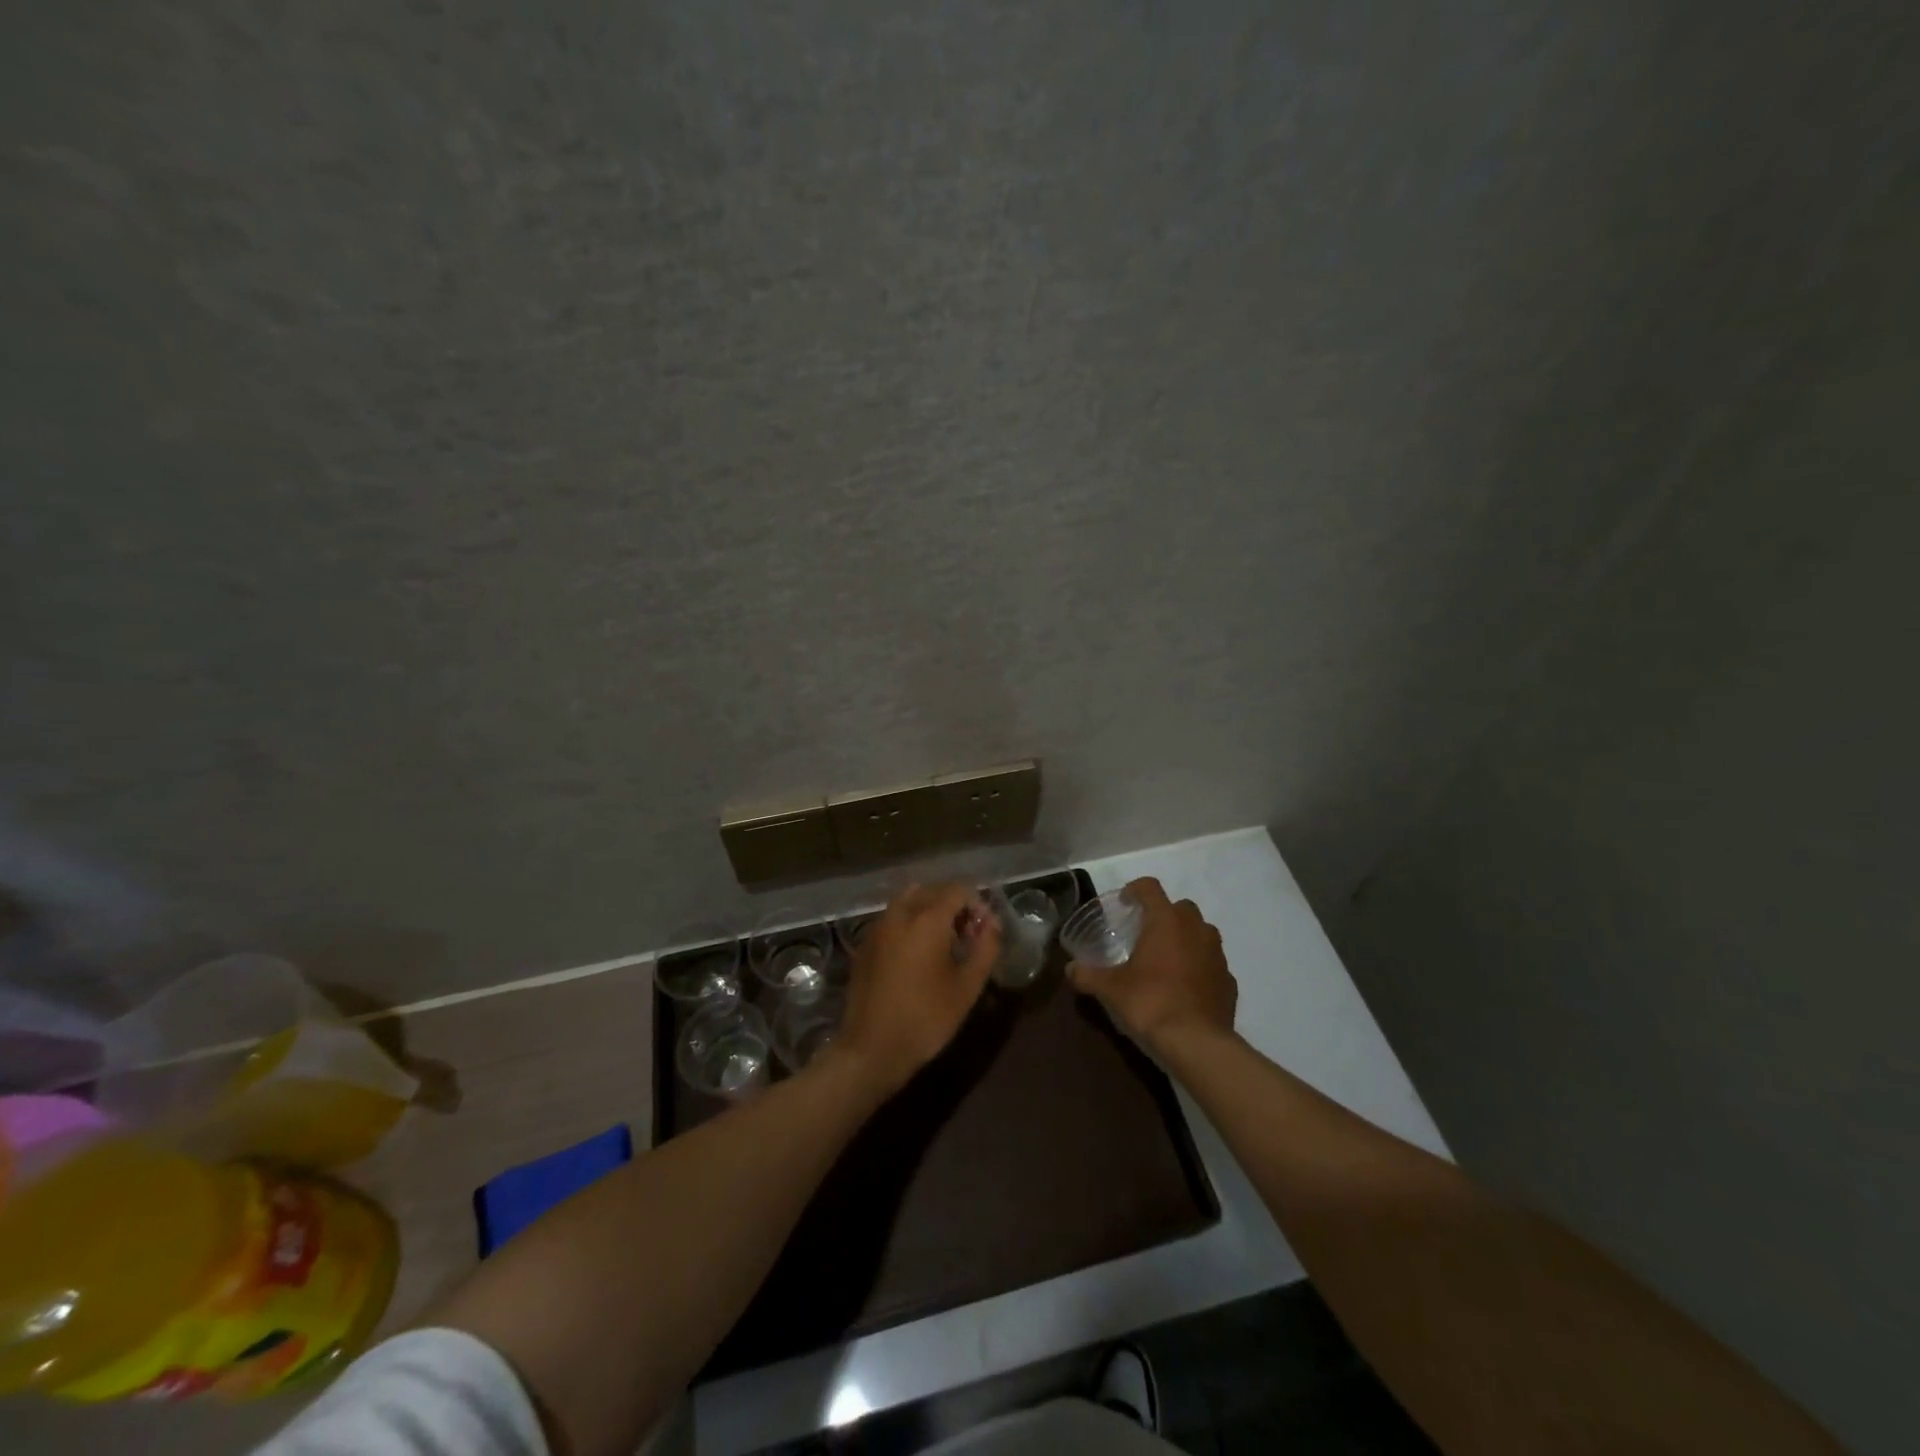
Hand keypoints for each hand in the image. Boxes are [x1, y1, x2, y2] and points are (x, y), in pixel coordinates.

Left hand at [833, 882, 1000, 1095]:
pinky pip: (892, 918)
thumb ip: (986, 948)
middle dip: (954, 905)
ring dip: (930, 910)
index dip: (977, 904)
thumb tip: (992, 925)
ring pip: (909, 900)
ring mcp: (877, 926)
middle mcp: (900, 913)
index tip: (984, 931)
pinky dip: (909, 922)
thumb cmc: (926, 1019)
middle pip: (932, 890)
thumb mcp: (967, 987)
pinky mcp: (864, 943)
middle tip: (967, 935)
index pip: (958, 889)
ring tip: (942, 942)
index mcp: (927, 918)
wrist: (871, 1049)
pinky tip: (916, 953)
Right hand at [1068, 877, 1235, 1051]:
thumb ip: (1087, 975)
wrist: (1197, 1043)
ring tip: (1167, 959)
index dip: (1135, 890)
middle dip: (1164, 914)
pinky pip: (1212, 963)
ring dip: (1186, 938)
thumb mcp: (1110, 989)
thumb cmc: (1150, 1003)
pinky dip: (1200, 967)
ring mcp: (1217, 954)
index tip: (1124, 902)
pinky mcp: (1228, 980)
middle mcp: (1195, 929)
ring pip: (1202, 933)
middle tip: (1146, 934)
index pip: (1150, 888)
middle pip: (1181, 907)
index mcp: (1165, 921)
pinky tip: (1185, 986)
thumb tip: (1070, 969)